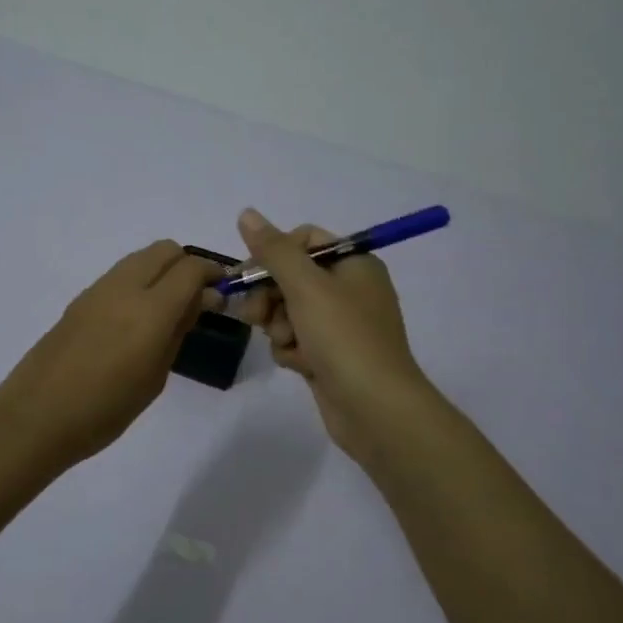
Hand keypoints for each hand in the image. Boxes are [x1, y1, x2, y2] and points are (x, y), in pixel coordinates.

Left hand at [0, 241, 221, 470]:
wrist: (37, 417)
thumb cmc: (105, 409)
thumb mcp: (155, 376)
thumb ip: (178, 331)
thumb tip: (197, 301)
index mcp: (150, 309)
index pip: (191, 268)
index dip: (213, 275)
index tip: (222, 294)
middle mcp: (124, 287)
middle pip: (165, 250)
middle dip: (187, 265)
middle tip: (196, 299)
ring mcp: (98, 289)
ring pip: (141, 258)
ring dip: (161, 271)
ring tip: (166, 310)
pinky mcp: (80, 299)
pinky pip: (119, 275)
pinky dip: (138, 282)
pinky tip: (135, 319)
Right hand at [232, 208, 435, 464]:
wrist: (376, 409)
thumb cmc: (344, 338)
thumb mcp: (306, 286)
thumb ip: (273, 250)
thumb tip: (246, 213)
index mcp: (354, 263)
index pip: (304, 240)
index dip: (274, 254)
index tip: (249, 274)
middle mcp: (349, 289)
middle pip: (291, 277)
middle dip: (270, 296)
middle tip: (256, 314)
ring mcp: (340, 325)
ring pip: (287, 311)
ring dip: (279, 326)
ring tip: (289, 344)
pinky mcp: (330, 355)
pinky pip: (296, 340)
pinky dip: (292, 350)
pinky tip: (299, 365)